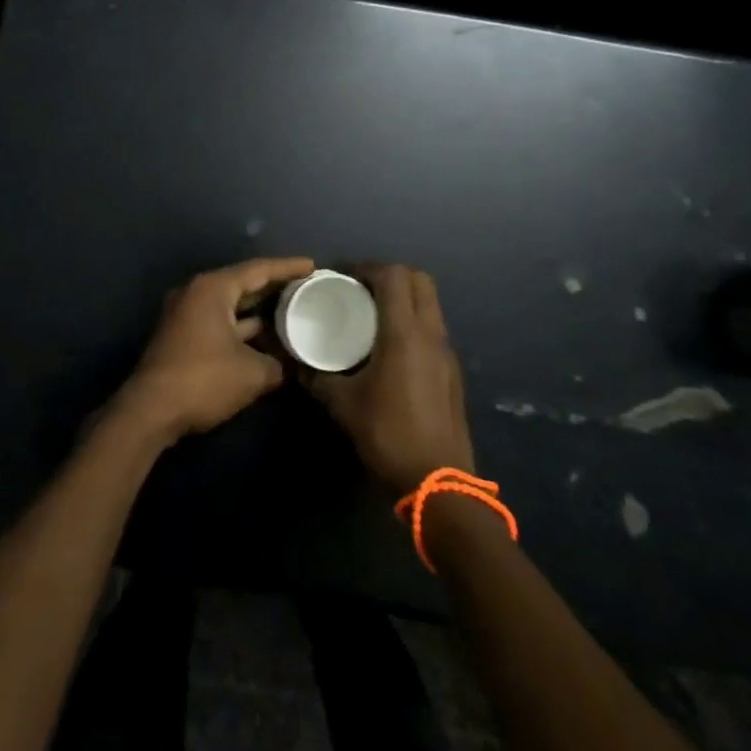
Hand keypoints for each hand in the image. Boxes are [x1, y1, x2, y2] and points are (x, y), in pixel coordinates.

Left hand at [117, 256, 314, 440]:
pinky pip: (220, 322)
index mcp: (213, 289)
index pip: (258, 270)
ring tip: (293, 311)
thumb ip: (278, 364)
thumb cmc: (203, 380)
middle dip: (275, 288)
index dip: (288, 267)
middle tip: (306, 287)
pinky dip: (243, 328)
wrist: (150, 411)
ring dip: (259, 311)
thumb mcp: (252, 373)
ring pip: (231, 306)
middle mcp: (197, 293)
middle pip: (243, 284)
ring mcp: (186, 314)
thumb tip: (290, 366)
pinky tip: (267, 339)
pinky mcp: (182, 336)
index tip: (313, 266)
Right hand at [305, 264, 475, 493]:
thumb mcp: (343, 404)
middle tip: (360, 289)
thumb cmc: (388, 434)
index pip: (394, 275)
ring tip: (372, 315)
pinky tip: (390, 348)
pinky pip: (433, 328)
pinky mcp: (452, 371)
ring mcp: (446, 352)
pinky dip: (413, 322)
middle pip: (419, 280)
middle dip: (390, 275)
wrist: (439, 482)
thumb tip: (297, 363)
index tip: (343, 277)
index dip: (368, 268)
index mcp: (405, 333)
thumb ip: (318, 377)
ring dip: (404, 298)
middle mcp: (431, 333)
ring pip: (430, 304)